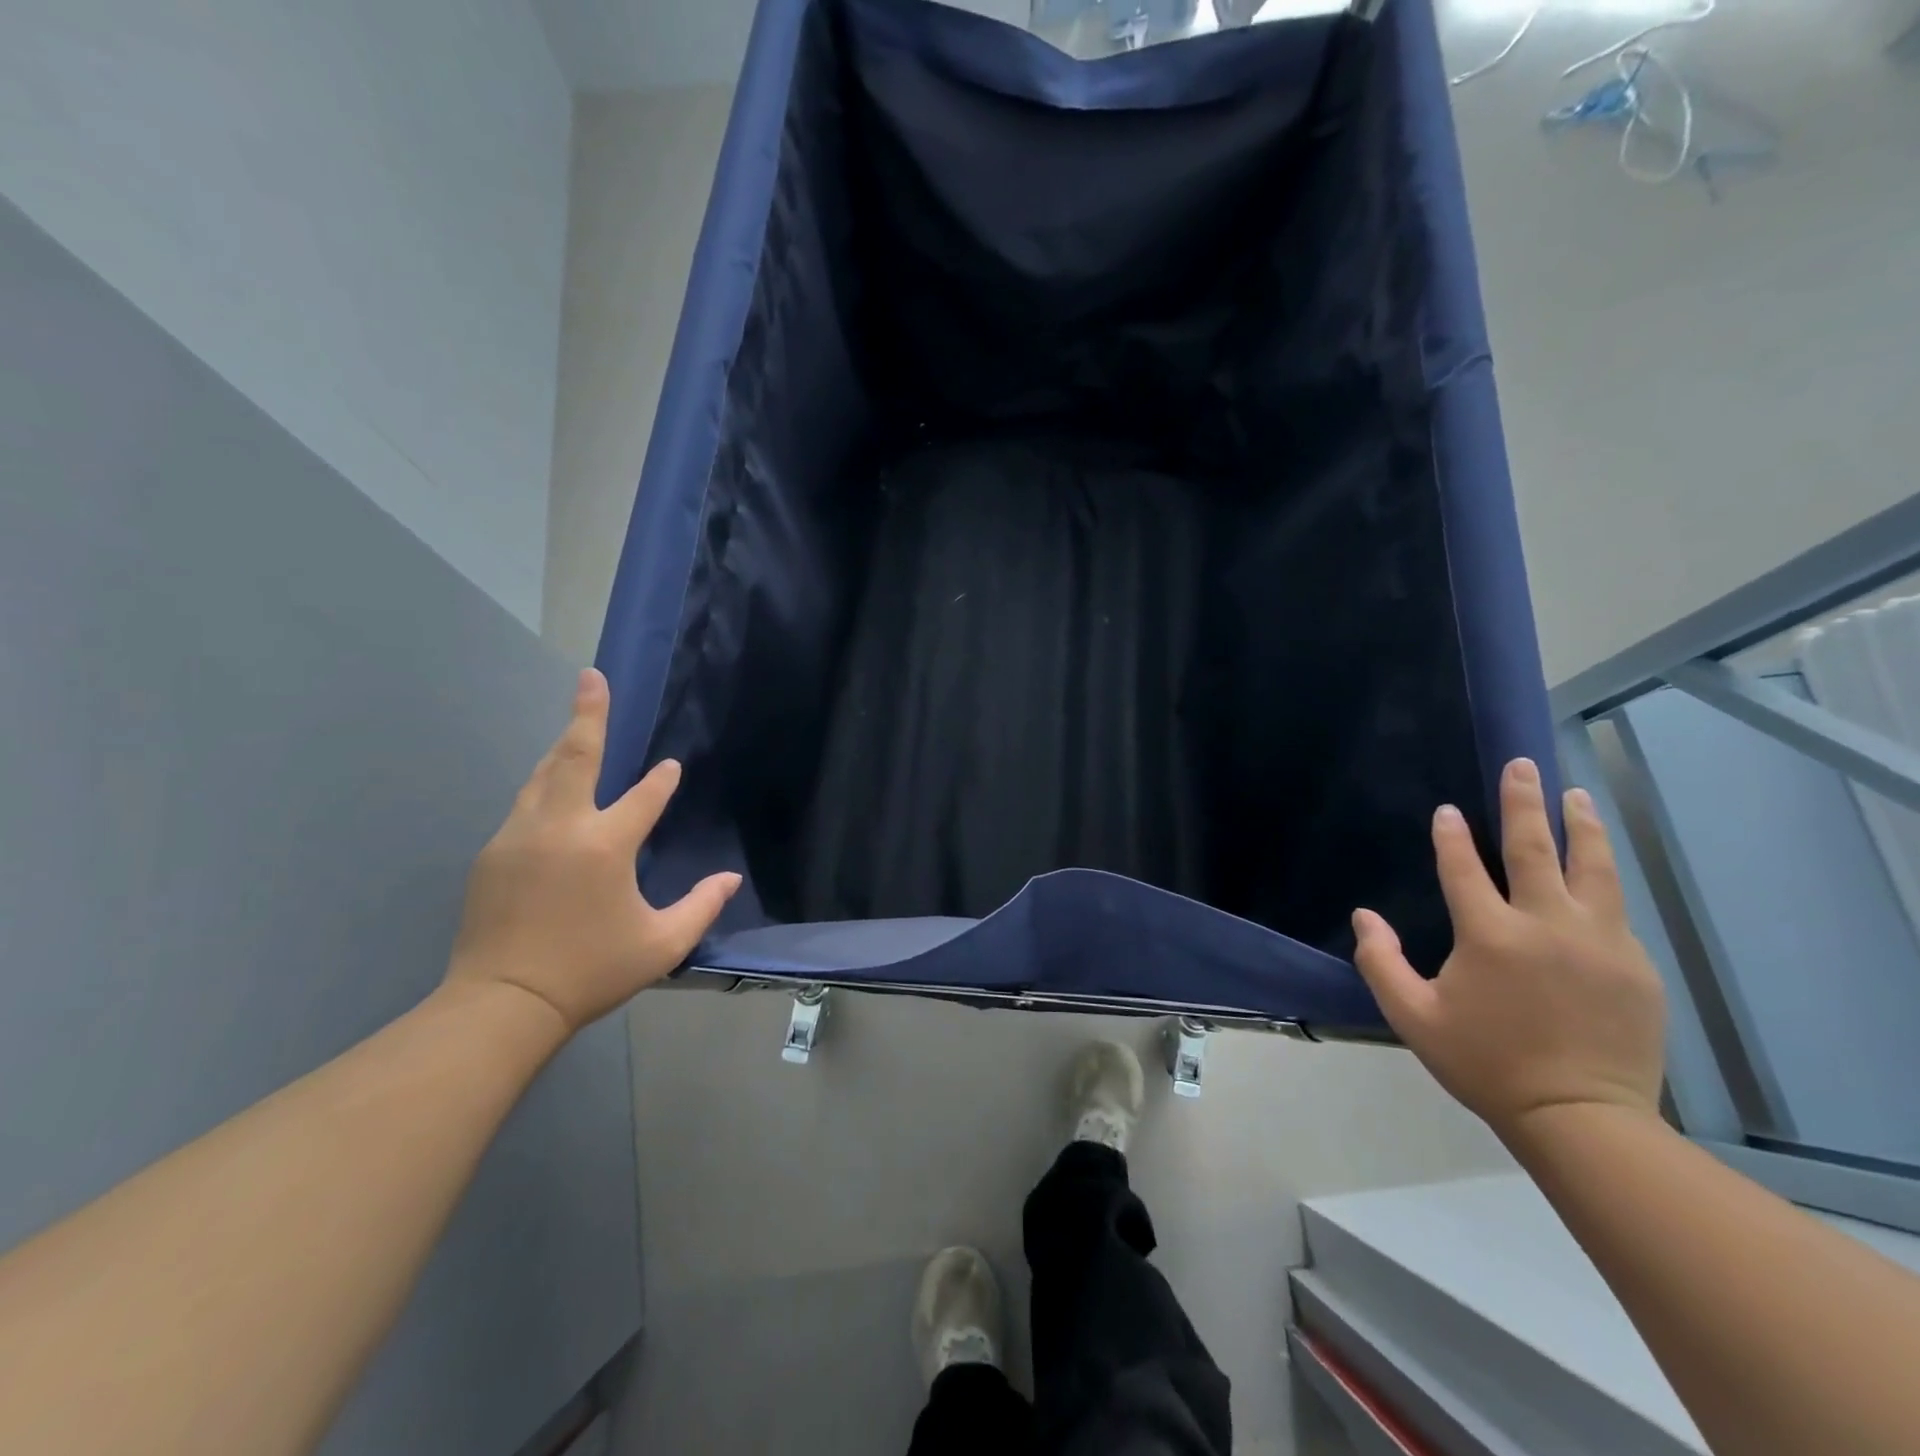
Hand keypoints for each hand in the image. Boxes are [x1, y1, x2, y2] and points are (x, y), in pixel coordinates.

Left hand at [444, 668, 740, 1037]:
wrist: (501, 1004)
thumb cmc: (590, 972)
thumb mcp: (661, 944)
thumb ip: (702, 906)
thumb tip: (730, 878)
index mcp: (603, 846)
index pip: (642, 798)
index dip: (660, 782)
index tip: (671, 768)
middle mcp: (558, 828)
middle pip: (574, 757)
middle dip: (587, 715)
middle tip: (592, 678)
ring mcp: (518, 837)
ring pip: (542, 776)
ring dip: (562, 748)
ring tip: (576, 725)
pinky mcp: (493, 854)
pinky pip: (525, 805)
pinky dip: (544, 787)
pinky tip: (553, 792)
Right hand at [1350, 757, 1666, 1141]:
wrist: (1581, 1118)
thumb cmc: (1486, 1064)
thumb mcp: (1413, 1017)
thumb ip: (1380, 962)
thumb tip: (1363, 917)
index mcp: (1490, 935)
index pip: (1465, 868)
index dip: (1451, 837)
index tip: (1447, 810)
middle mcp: (1547, 925)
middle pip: (1536, 849)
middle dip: (1524, 803)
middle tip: (1523, 765)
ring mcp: (1600, 942)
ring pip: (1593, 868)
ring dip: (1580, 826)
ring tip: (1575, 795)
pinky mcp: (1634, 965)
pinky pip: (1615, 909)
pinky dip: (1601, 879)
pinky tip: (1597, 870)